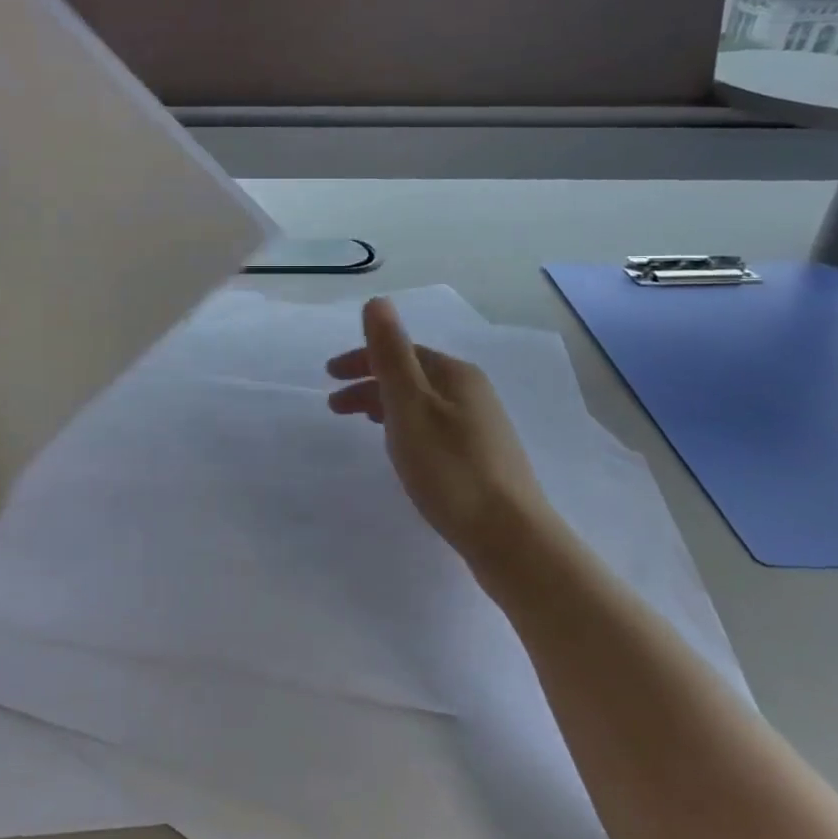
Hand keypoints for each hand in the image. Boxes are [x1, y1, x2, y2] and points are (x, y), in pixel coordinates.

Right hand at [326, 298, 548, 559]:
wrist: (510, 537)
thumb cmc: (449, 468)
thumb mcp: (410, 406)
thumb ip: (390, 354)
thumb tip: (377, 301)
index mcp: (455, 374)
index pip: (400, 351)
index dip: (361, 359)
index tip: (328, 377)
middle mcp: (472, 391)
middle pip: (411, 376)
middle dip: (369, 383)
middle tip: (334, 406)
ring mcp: (481, 425)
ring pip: (421, 403)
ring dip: (385, 406)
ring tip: (361, 426)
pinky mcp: (483, 457)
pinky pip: (433, 426)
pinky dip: (406, 427)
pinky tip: (402, 450)